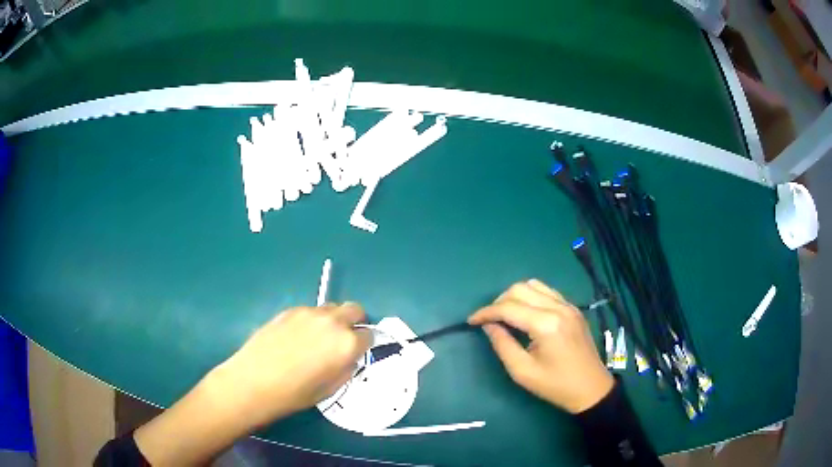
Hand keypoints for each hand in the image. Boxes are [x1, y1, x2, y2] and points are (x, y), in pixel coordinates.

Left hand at [208, 303, 372, 426]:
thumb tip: (348, 358)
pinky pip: (309, 311)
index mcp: (347, 344)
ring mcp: (309, 313)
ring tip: (316, 339)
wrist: (254, 381)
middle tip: (344, 339)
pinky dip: (311, 321)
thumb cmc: (295, 393)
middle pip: (355, 309)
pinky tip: (296, 338)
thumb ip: (346, 368)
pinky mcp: (290, 310)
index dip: (364, 344)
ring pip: (331, 308)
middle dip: (354, 322)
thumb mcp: (330, 389)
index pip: (369, 335)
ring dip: (332, 320)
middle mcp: (332, 322)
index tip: (357, 351)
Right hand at [468, 280, 613, 413]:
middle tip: (489, 321)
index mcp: (546, 325)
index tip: (471, 321)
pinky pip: (547, 292)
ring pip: (534, 285)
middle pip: (520, 289)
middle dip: (499, 302)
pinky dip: (531, 297)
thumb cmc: (555, 385)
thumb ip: (502, 345)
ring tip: (506, 315)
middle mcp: (558, 308)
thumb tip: (489, 325)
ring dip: (515, 296)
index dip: (486, 312)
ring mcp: (568, 305)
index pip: (508, 307)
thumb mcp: (522, 371)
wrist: (590, 388)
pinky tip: (526, 314)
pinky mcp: (573, 308)